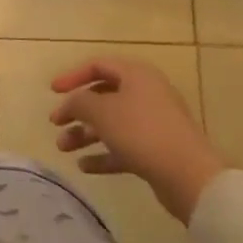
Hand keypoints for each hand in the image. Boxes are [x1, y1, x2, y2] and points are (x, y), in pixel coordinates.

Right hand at [49, 58, 226, 224]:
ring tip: (63, 148)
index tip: (53, 92)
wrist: (189, 176)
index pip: (98, 65)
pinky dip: (103, 154)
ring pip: (112, 124)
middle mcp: (146, 94)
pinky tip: (84, 166)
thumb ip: (79, 102)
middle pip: (104, 96)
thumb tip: (71, 103)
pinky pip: (124, 147)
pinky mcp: (157, 151)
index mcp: (136, 75)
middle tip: (55, 122)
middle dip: (77, 110)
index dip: (72, 76)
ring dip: (85, 134)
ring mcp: (154, 124)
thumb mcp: (101, 111)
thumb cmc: (141, 132)